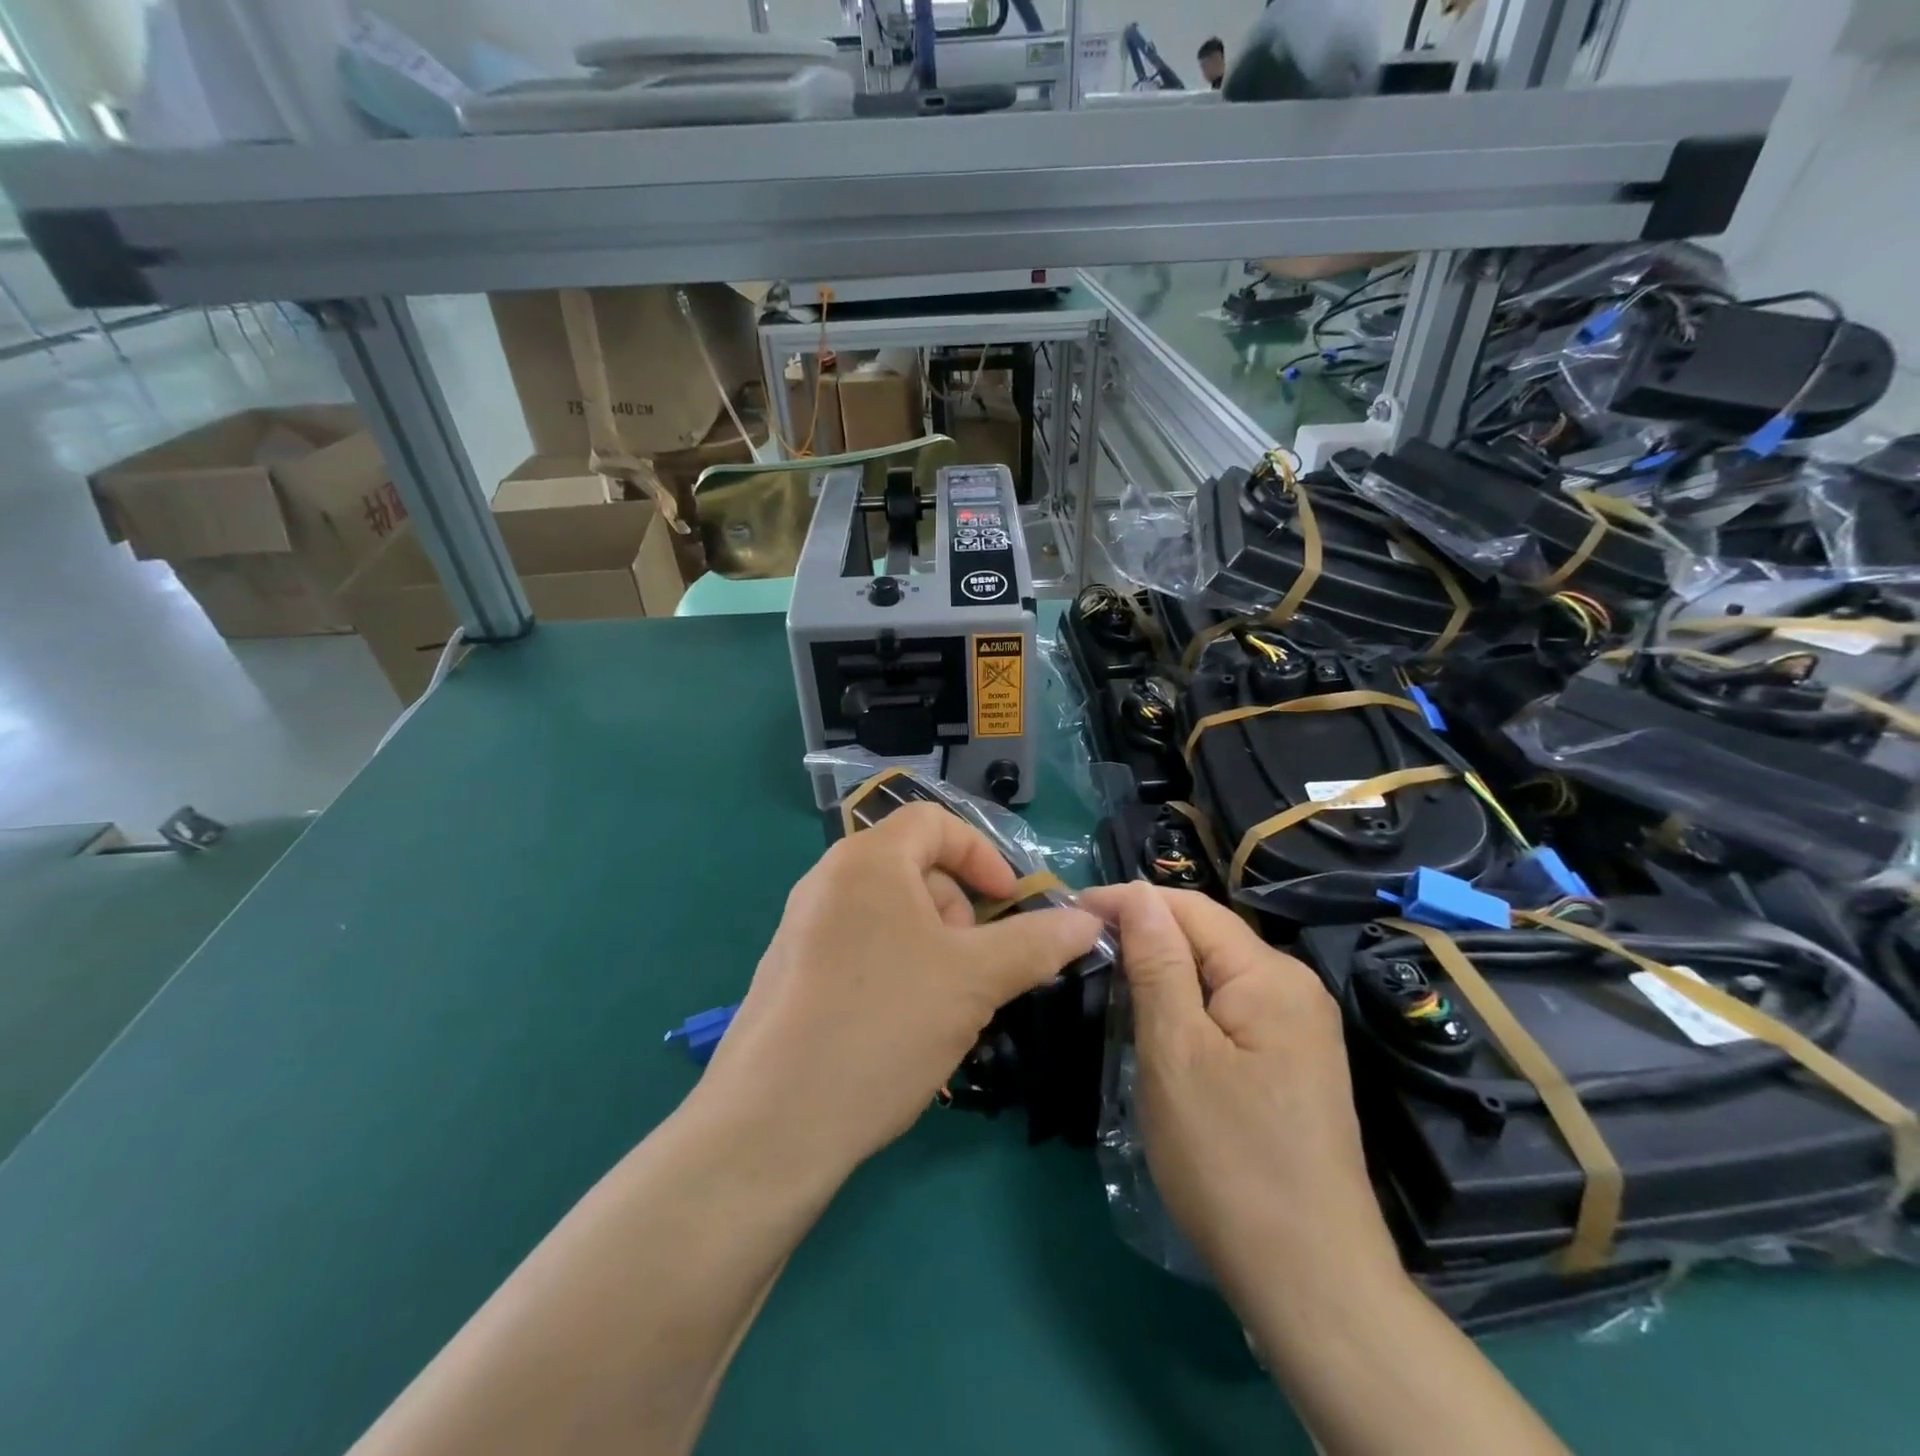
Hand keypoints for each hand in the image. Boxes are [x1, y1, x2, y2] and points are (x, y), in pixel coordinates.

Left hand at [699, 803, 1104, 1178]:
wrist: (771, 1125)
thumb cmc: (882, 1026)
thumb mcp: (974, 980)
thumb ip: (1036, 943)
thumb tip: (1088, 921)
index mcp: (866, 860)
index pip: (935, 822)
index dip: (983, 855)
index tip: (1012, 905)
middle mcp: (828, 881)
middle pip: (914, 870)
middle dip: (960, 913)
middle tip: (978, 970)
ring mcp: (803, 929)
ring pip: (891, 917)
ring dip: (934, 950)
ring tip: (945, 1009)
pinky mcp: (791, 974)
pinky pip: (862, 951)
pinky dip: (898, 973)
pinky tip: (904, 1031)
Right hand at [1079, 884, 1400, 1299]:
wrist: (1311, 1282)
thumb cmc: (1229, 1160)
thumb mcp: (1175, 1053)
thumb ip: (1158, 964)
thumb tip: (1138, 894)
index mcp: (1270, 976)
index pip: (1190, 908)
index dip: (1129, 900)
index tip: (1072, 910)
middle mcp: (1294, 988)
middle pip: (1207, 936)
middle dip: (1145, 931)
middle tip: (1082, 945)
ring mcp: (1299, 1028)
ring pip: (1216, 972)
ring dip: (1163, 967)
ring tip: (1108, 974)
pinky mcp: (1293, 1062)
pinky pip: (1230, 1007)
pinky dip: (1187, 1001)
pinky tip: (1156, 1019)